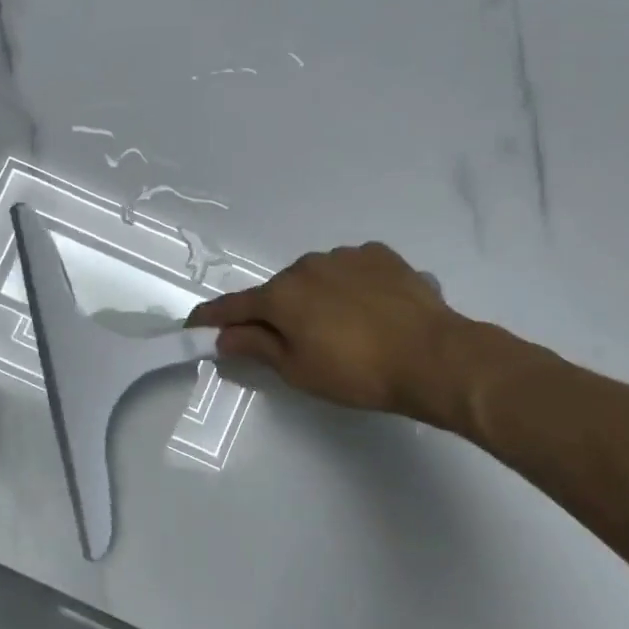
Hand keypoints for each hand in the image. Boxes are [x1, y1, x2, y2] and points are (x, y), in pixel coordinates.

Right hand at [188, 242, 489, 424]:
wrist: (435, 357)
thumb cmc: (358, 372)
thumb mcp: (299, 370)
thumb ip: (257, 347)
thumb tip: (224, 337)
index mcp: (281, 295)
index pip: (233, 307)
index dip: (211, 318)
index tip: (194, 324)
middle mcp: (307, 265)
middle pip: (279, 291)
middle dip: (276, 313)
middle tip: (292, 344)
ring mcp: (346, 256)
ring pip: (316, 278)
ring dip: (315, 299)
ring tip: (343, 330)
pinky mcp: (381, 255)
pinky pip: (351, 271)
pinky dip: (349, 288)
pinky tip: (370, 311)